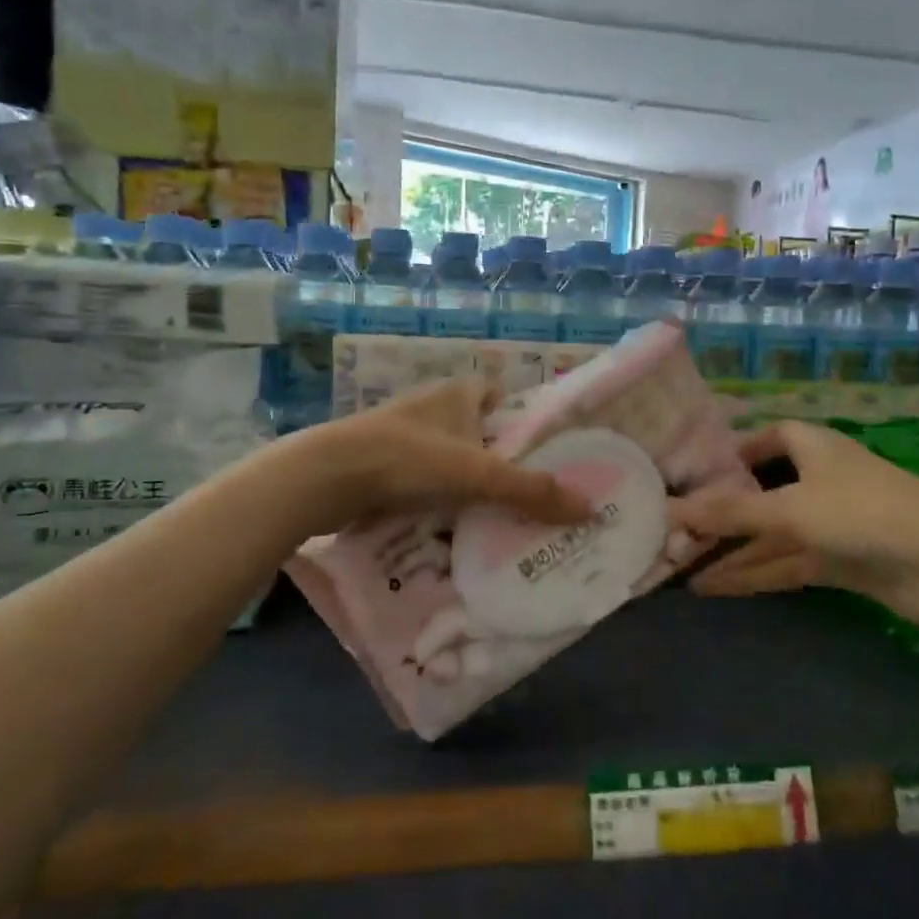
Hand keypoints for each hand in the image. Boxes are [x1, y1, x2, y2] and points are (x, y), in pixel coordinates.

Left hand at [286, 379, 590, 536]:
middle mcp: (429, 407)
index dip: (515, 414)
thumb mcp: (478, 474)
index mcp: (456, 394)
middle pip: (473, 429)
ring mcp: (400, 436)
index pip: (494, 392)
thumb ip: (532, 491)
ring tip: (493, 516)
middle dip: (494, 456)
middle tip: (524, 492)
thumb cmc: (410, 459)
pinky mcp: (378, 464)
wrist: (328, 477)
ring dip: (463, 481)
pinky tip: (447, 526)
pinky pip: (419, 480)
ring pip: (445, 457)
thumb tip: (590, 508)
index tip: (536, 448)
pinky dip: (433, 498)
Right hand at [673, 420, 918, 637]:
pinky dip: (754, 574)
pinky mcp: (839, 561)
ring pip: (770, 534)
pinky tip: (715, 588)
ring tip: (680, 567)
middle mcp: (820, 479)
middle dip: (722, 511)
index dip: (734, 450)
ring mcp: (831, 523)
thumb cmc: (864, 513)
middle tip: (674, 529)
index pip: (768, 437)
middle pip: (761, 491)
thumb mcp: (790, 508)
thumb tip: (670, 509)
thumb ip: (730, 512)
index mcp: (813, 447)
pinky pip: (785, 563)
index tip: (695, 470)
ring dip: (731, 551)